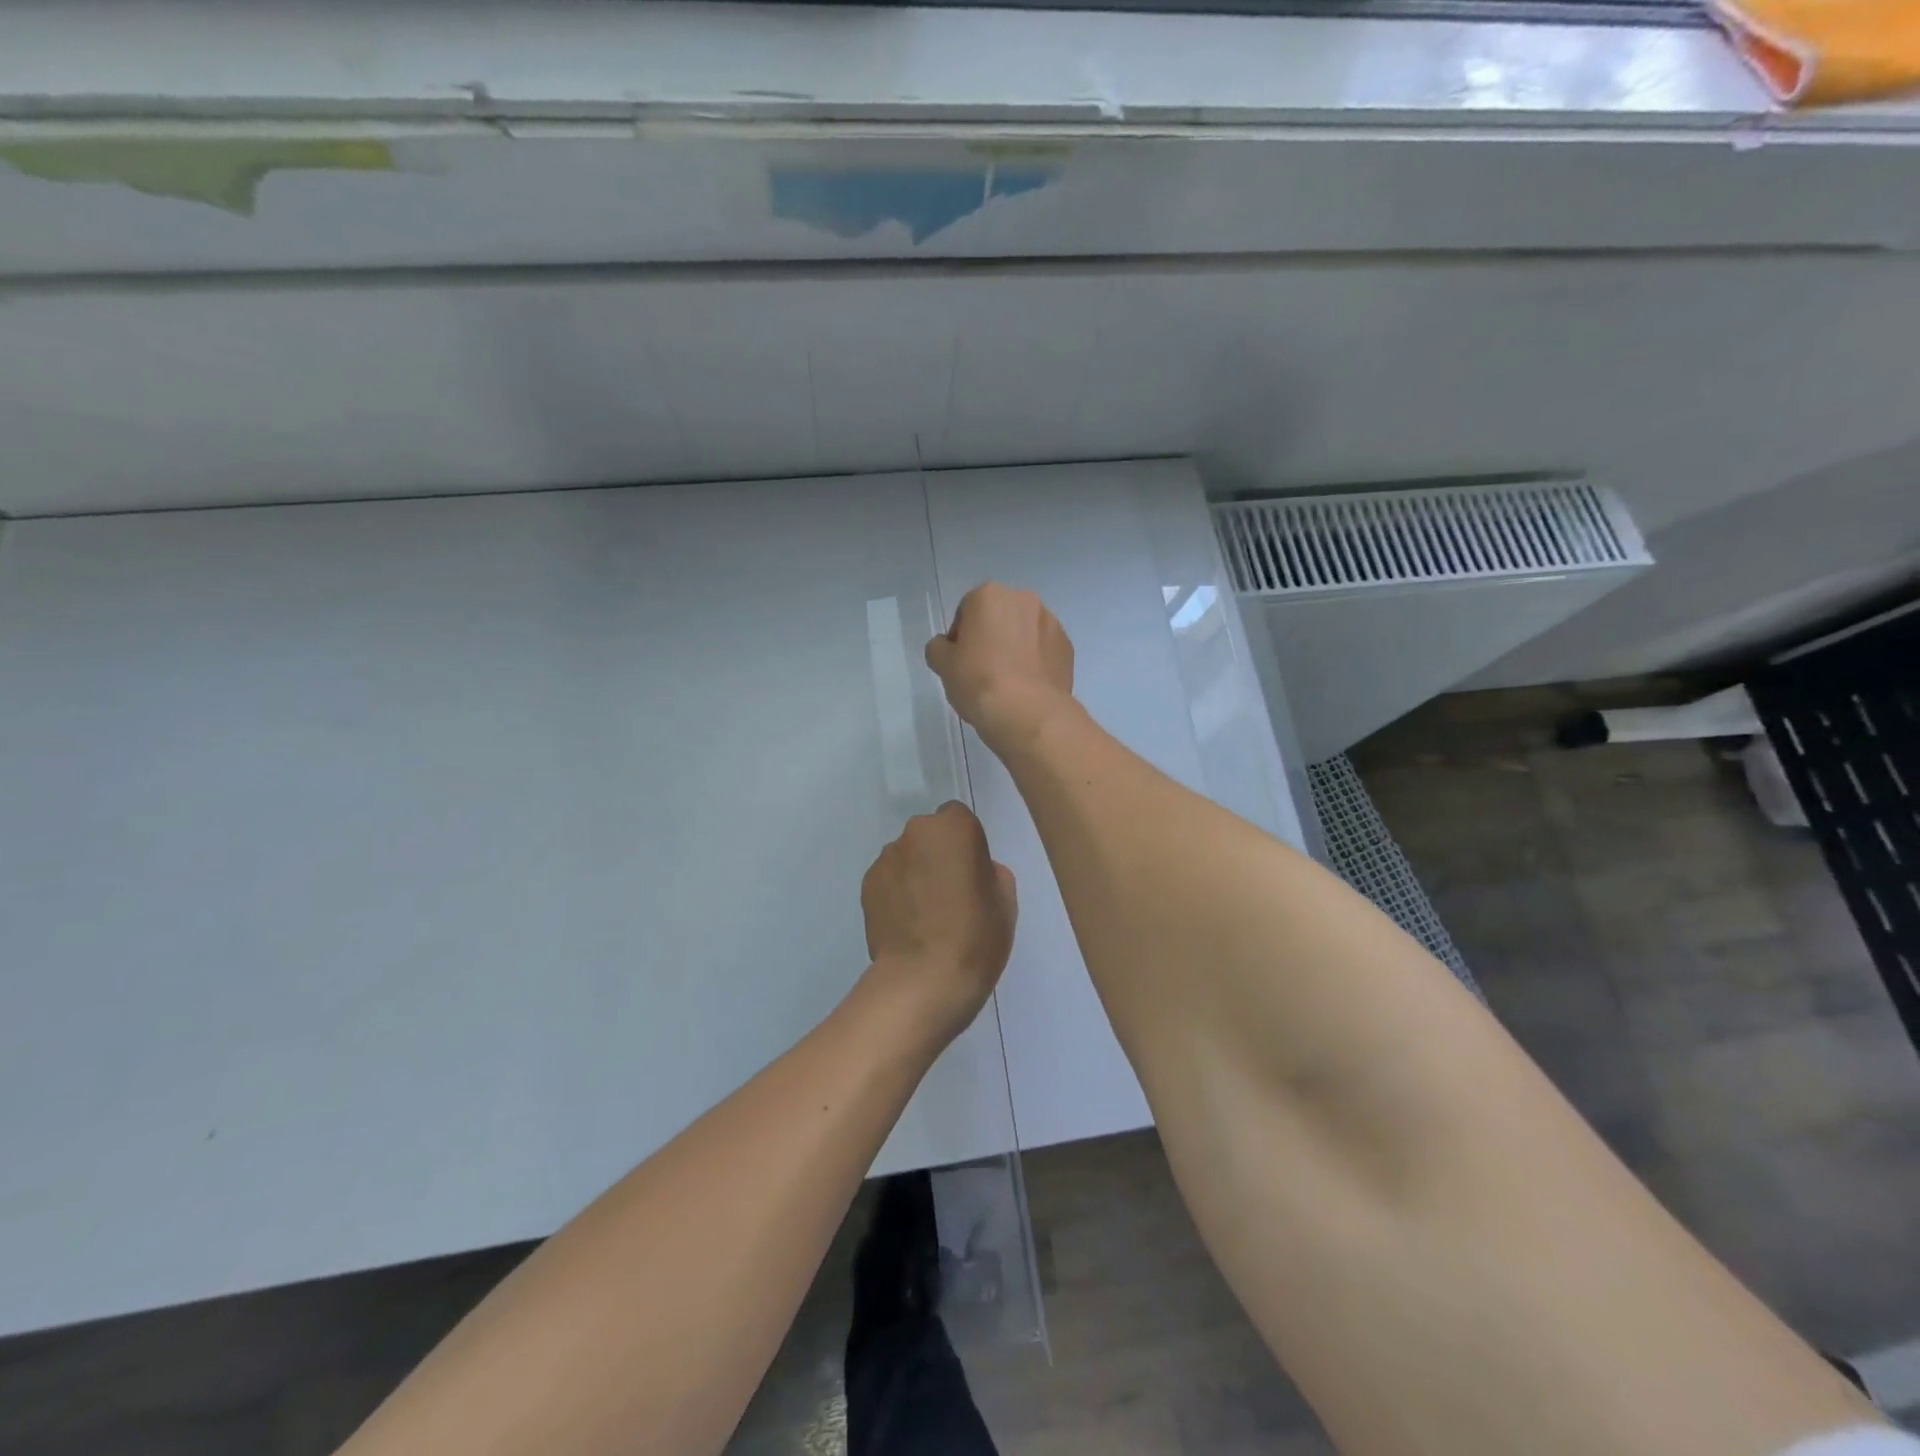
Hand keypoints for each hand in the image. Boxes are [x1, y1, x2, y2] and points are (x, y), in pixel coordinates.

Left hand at [860, 802, 1016, 1047]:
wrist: (922, 980)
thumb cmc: (975, 936)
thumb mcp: (1005, 902)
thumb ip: (991, 872)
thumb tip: (974, 871)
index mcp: (953, 827)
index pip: (960, 819)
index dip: (967, 844)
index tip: (972, 874)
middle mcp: (914, 832)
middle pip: (930, 835)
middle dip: (938, 855)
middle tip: (950, 894)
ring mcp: (886, 859)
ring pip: (907, 858)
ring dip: (915, 874)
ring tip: (925, 916)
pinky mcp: (866, 886)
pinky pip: (889, 881)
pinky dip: (897, 895)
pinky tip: (907, 926)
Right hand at [924, 583, 1075, 756]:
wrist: (1027, 712)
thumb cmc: (978, 680)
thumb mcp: (942, 664)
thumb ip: (939, 648)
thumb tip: (947, 647)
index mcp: (989, 595)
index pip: (966, 611)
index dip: (960, 637)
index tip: (959, 662)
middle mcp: (1024, 599)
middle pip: (999, 616)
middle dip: (991, 637)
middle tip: (981, 670)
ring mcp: (1051, 622)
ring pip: (1025, 632)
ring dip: (1015, 647)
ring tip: (1007, 681)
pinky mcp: (1067, 648)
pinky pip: (1044, 650)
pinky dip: (1035, 662)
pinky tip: (1027, 687)